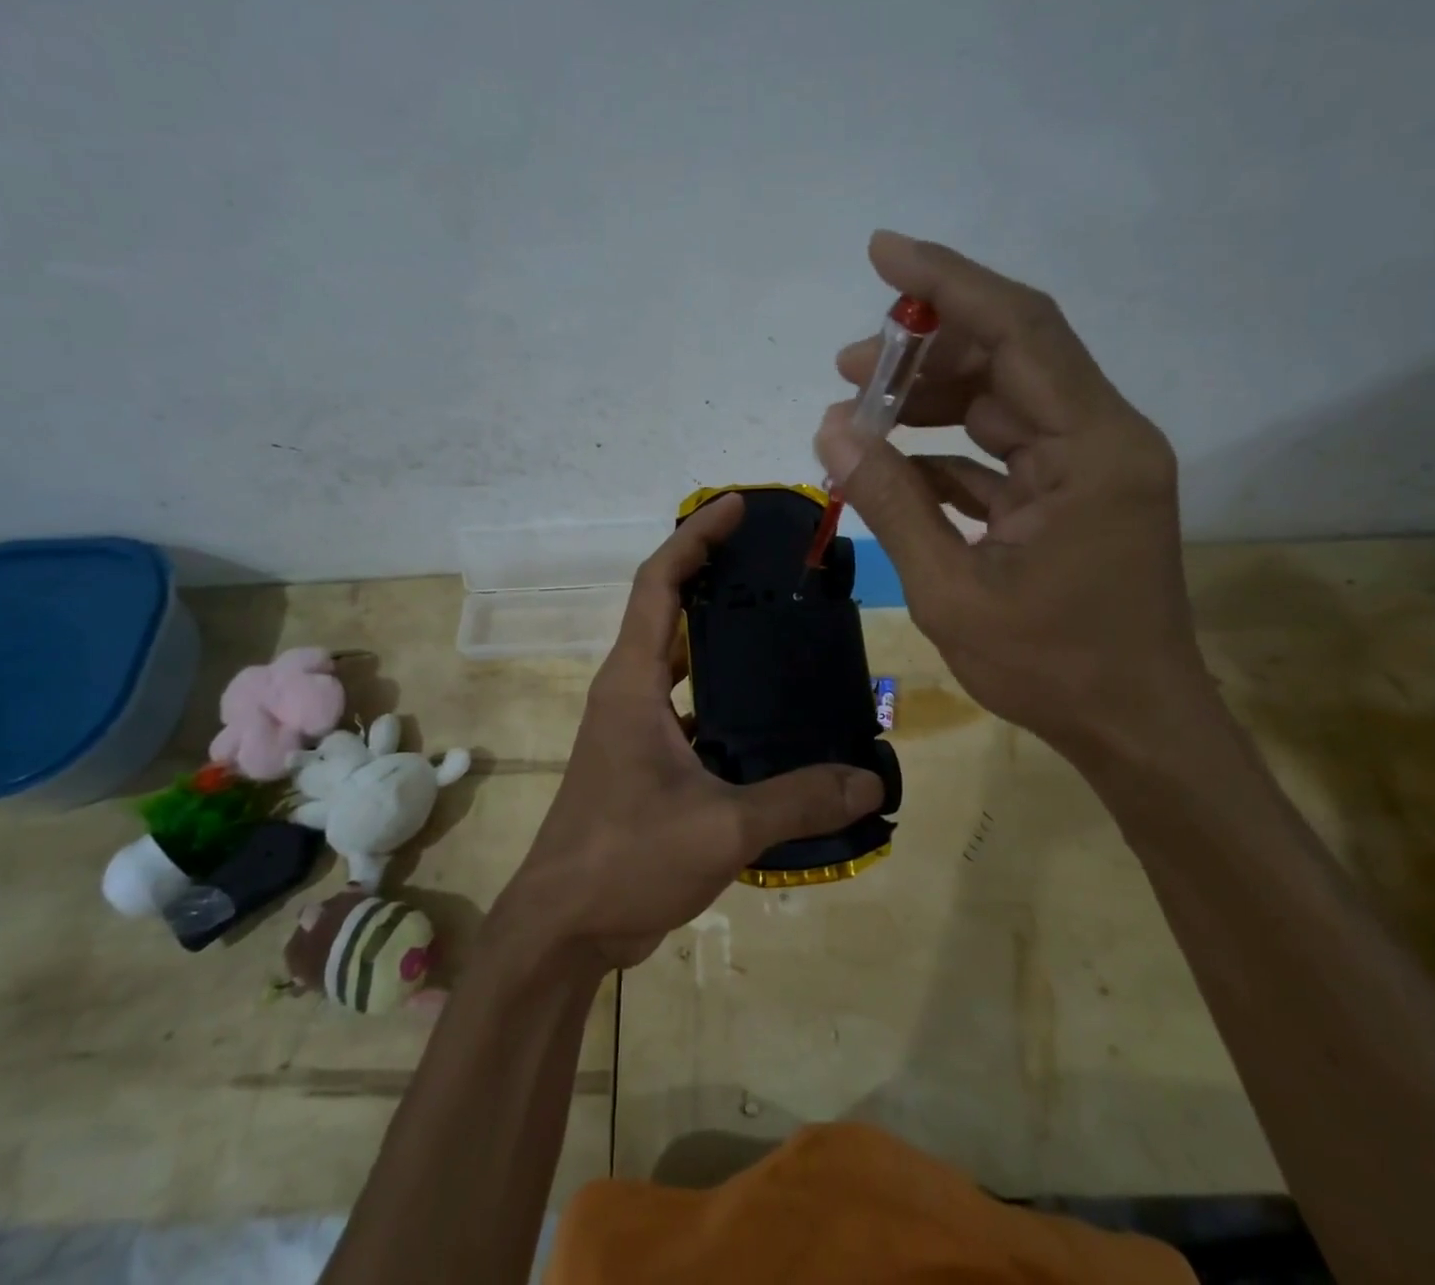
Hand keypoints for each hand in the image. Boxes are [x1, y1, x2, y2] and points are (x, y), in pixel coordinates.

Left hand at [497, 494, 883, 970]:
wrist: (564, 927)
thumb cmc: (624, 859)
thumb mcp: (720, 829)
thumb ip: (797, 800)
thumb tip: (871, 780)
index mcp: (631, 683)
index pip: (660, 584)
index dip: (695, 538)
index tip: (736, 507)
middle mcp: (628, 692)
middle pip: (669, 611)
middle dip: (714, 576)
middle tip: (776, 563)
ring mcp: (634, 728)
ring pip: (680, 662)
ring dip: (720, 637)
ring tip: (783, 626)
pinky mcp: (646, 762)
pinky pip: (689, 708)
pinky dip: (723, 696)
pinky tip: (772, 713)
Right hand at [814, 231, 1206, 764]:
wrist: (1136, 728)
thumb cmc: (1053, 668)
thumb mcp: (952, 590)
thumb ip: (892, 502)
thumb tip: (830, 431)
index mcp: (1092, 449)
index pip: (1019, 330)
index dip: (947, 283)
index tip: (882, 254)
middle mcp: (1102, 438)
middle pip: (1010, 356)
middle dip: (924, 352)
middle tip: (845, 368)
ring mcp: (1090, 467)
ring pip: (1003, 401)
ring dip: (931, 401)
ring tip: (858, 413)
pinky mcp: (1073, 496)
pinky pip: (1004, 450)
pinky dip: (950, 450)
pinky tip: (895, 464)